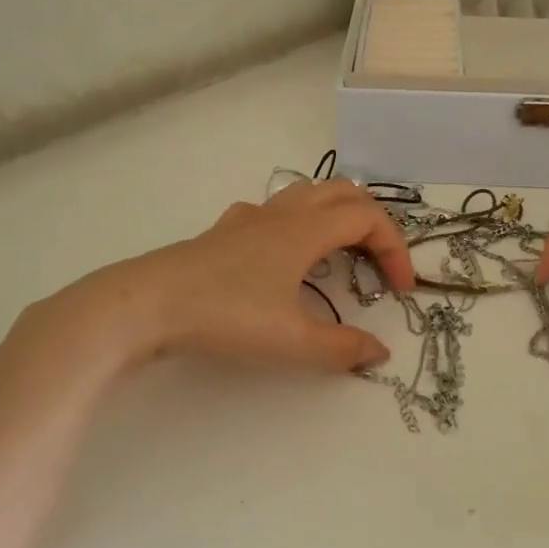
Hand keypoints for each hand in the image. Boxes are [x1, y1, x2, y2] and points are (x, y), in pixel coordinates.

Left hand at [13, 179, 417, 377]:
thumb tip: (379, 354)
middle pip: (344, 193)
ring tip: (341, 253)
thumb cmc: (225, 314)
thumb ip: (341, 348)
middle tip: (379, 263)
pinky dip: (297, 222)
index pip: (368, 219)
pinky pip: (274, 210)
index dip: (394, 248)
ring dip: (337, 216)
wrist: (147, 303)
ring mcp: (251, 217)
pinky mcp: (225, 230)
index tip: (401, 289)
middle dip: (372, 223)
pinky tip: (284, 254)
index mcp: (306, 229)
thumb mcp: (290, 340)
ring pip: (308, 194)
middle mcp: (283, 213)